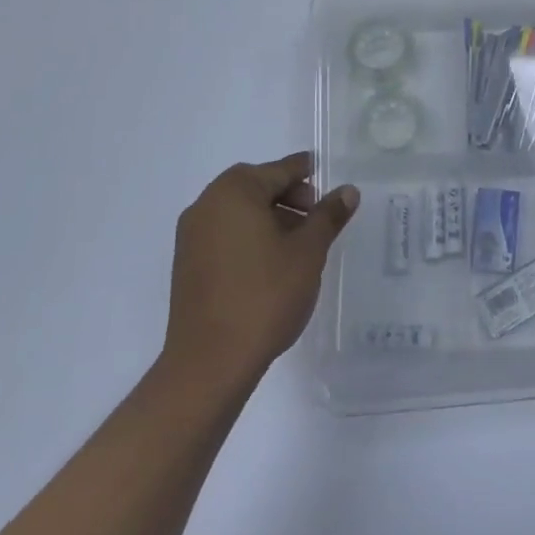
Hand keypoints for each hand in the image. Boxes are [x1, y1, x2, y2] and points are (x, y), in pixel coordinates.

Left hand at [161, 153, 359, 391]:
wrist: (209, 364)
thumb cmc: (264, 296)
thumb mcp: (309, 252)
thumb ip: (328, 216)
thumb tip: (347, 191)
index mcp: (235, 192)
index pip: (279, 170)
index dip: (305, 172)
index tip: (325, 176)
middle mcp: (207, 204)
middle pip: (256, 186)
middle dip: (288, 195)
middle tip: (316, 216)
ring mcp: (191, 236)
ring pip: (239, 211)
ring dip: (269, 216)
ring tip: (299, 243)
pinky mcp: (187, 265)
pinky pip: (224, 234)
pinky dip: (249, 235)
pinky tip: (271, 263)